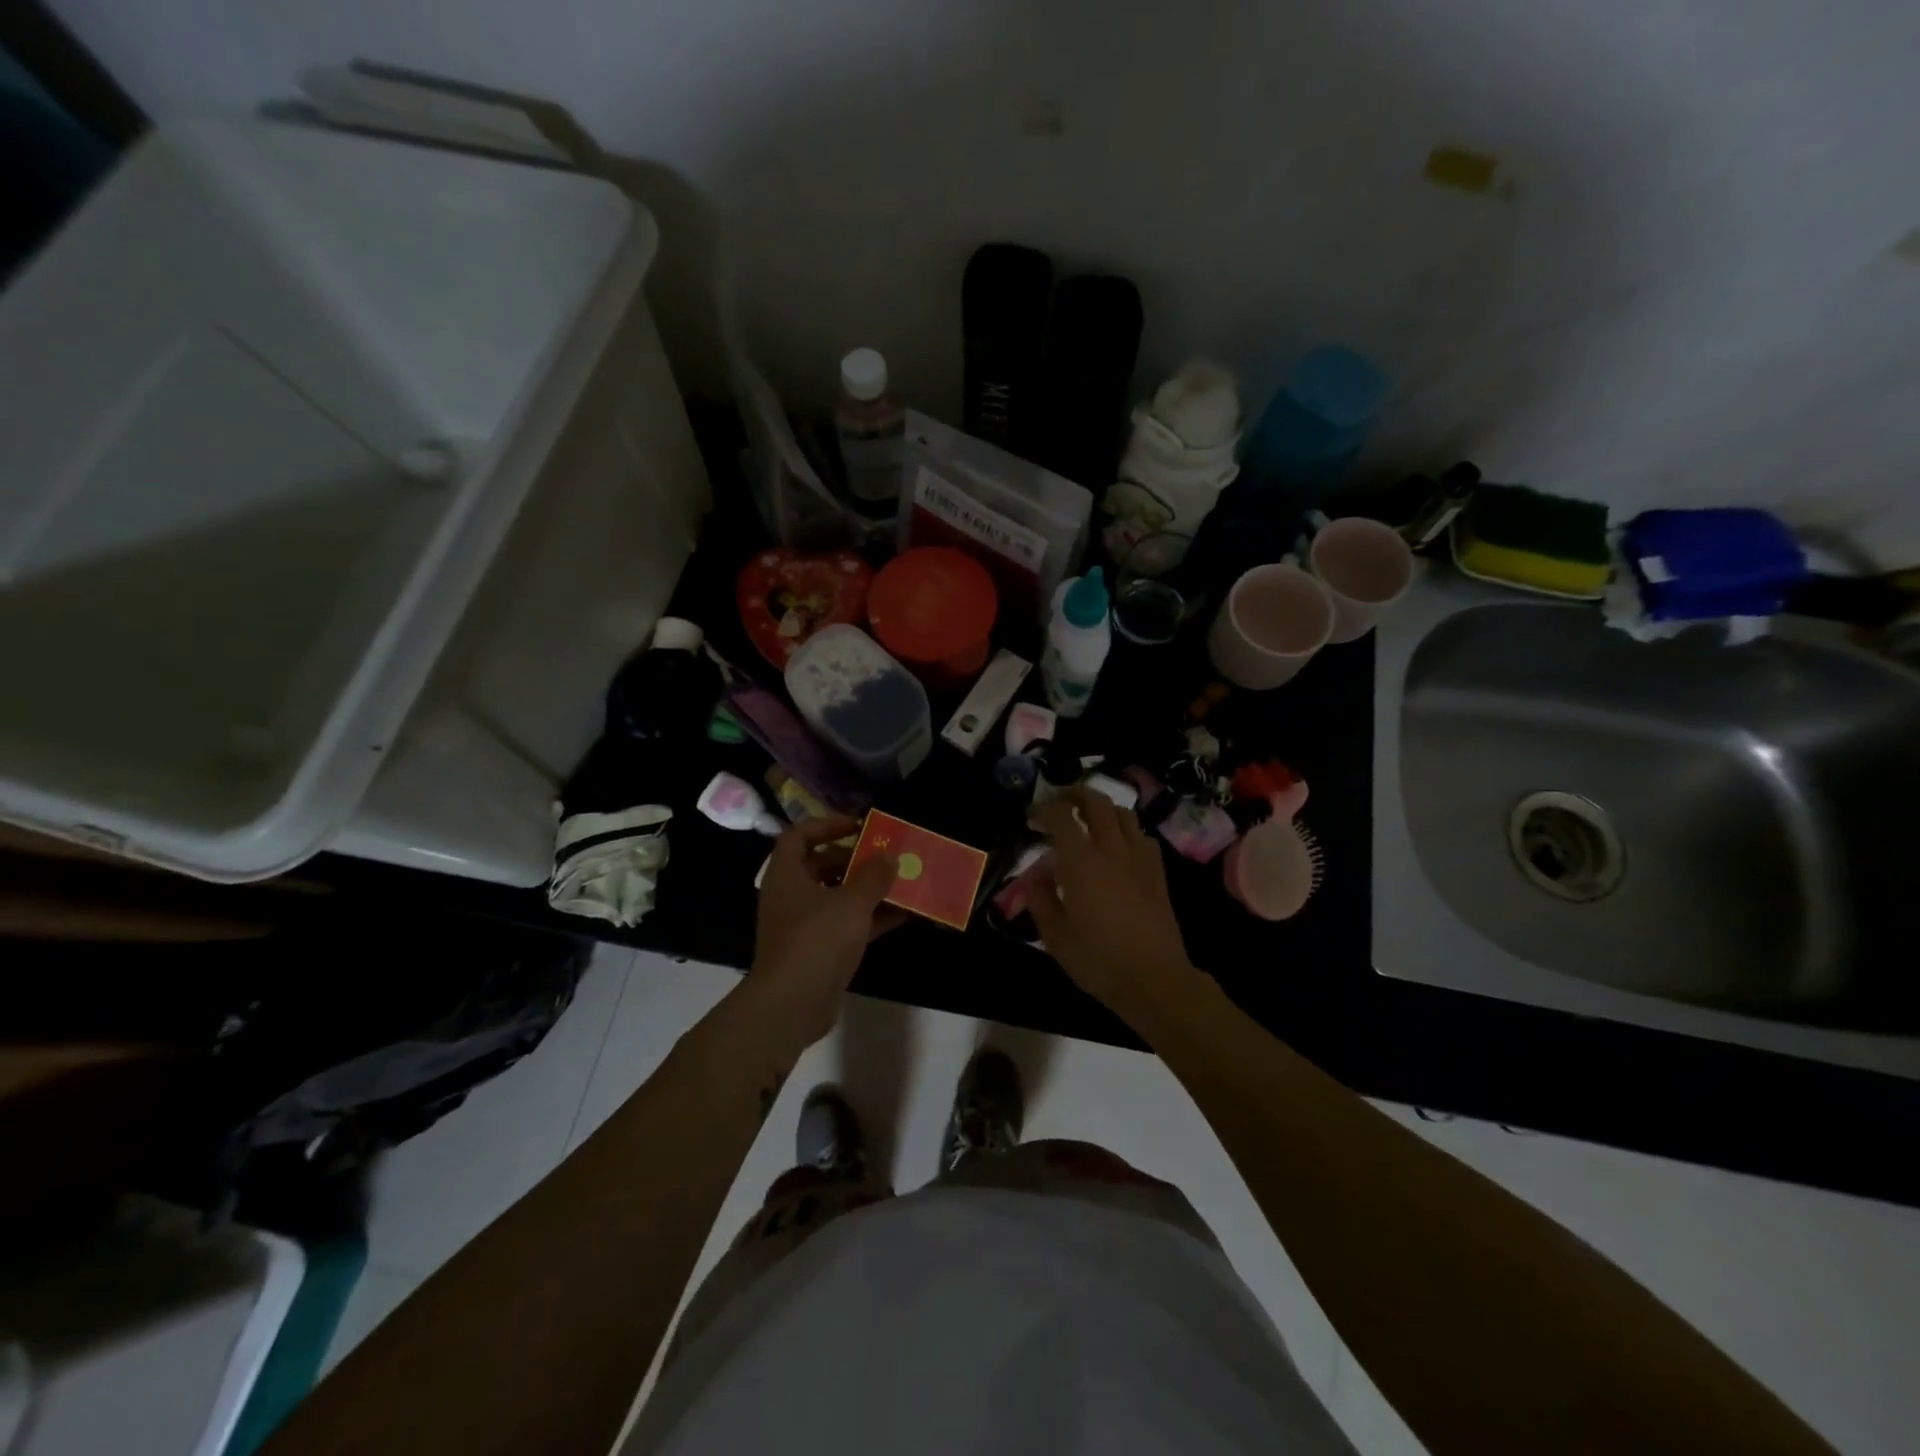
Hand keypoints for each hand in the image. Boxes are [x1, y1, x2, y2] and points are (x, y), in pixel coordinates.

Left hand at [749, 816, 902, 1046]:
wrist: (792, 1005)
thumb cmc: (816, 941)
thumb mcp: (851, 902)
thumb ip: (873, 876)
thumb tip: (889, 856)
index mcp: (787, 876)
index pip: (799, 836)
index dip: (827, 825)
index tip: (858, 826)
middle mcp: (791, 897)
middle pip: (821, 865)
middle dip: (854, 859)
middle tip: (885, 855)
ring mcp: (804, 926)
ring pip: (837, 897)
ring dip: (866, 889)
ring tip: (900, 881)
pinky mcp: (819, 951)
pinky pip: (846, 925)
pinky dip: (870, 918)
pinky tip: (903, 914)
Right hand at [1028, 790, 1200, 1026]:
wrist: (1154, 979)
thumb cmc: (1098, 960)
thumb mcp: (1055, 936)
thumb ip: (1040, 899)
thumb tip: (1036, 876)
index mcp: (1081, 862)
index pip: (1060, 816)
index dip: (1043, 808)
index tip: (1031, 817)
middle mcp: (1112, 849)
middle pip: (1096, 801)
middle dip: (1074, 794)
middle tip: (1059, 803)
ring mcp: (1139, 858)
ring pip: (1123, 813)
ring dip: (1102, 808)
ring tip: (1088, 819)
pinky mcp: (1157, 872)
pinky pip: (1142, 836)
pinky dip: (1126, 830)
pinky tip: (1118, 846)